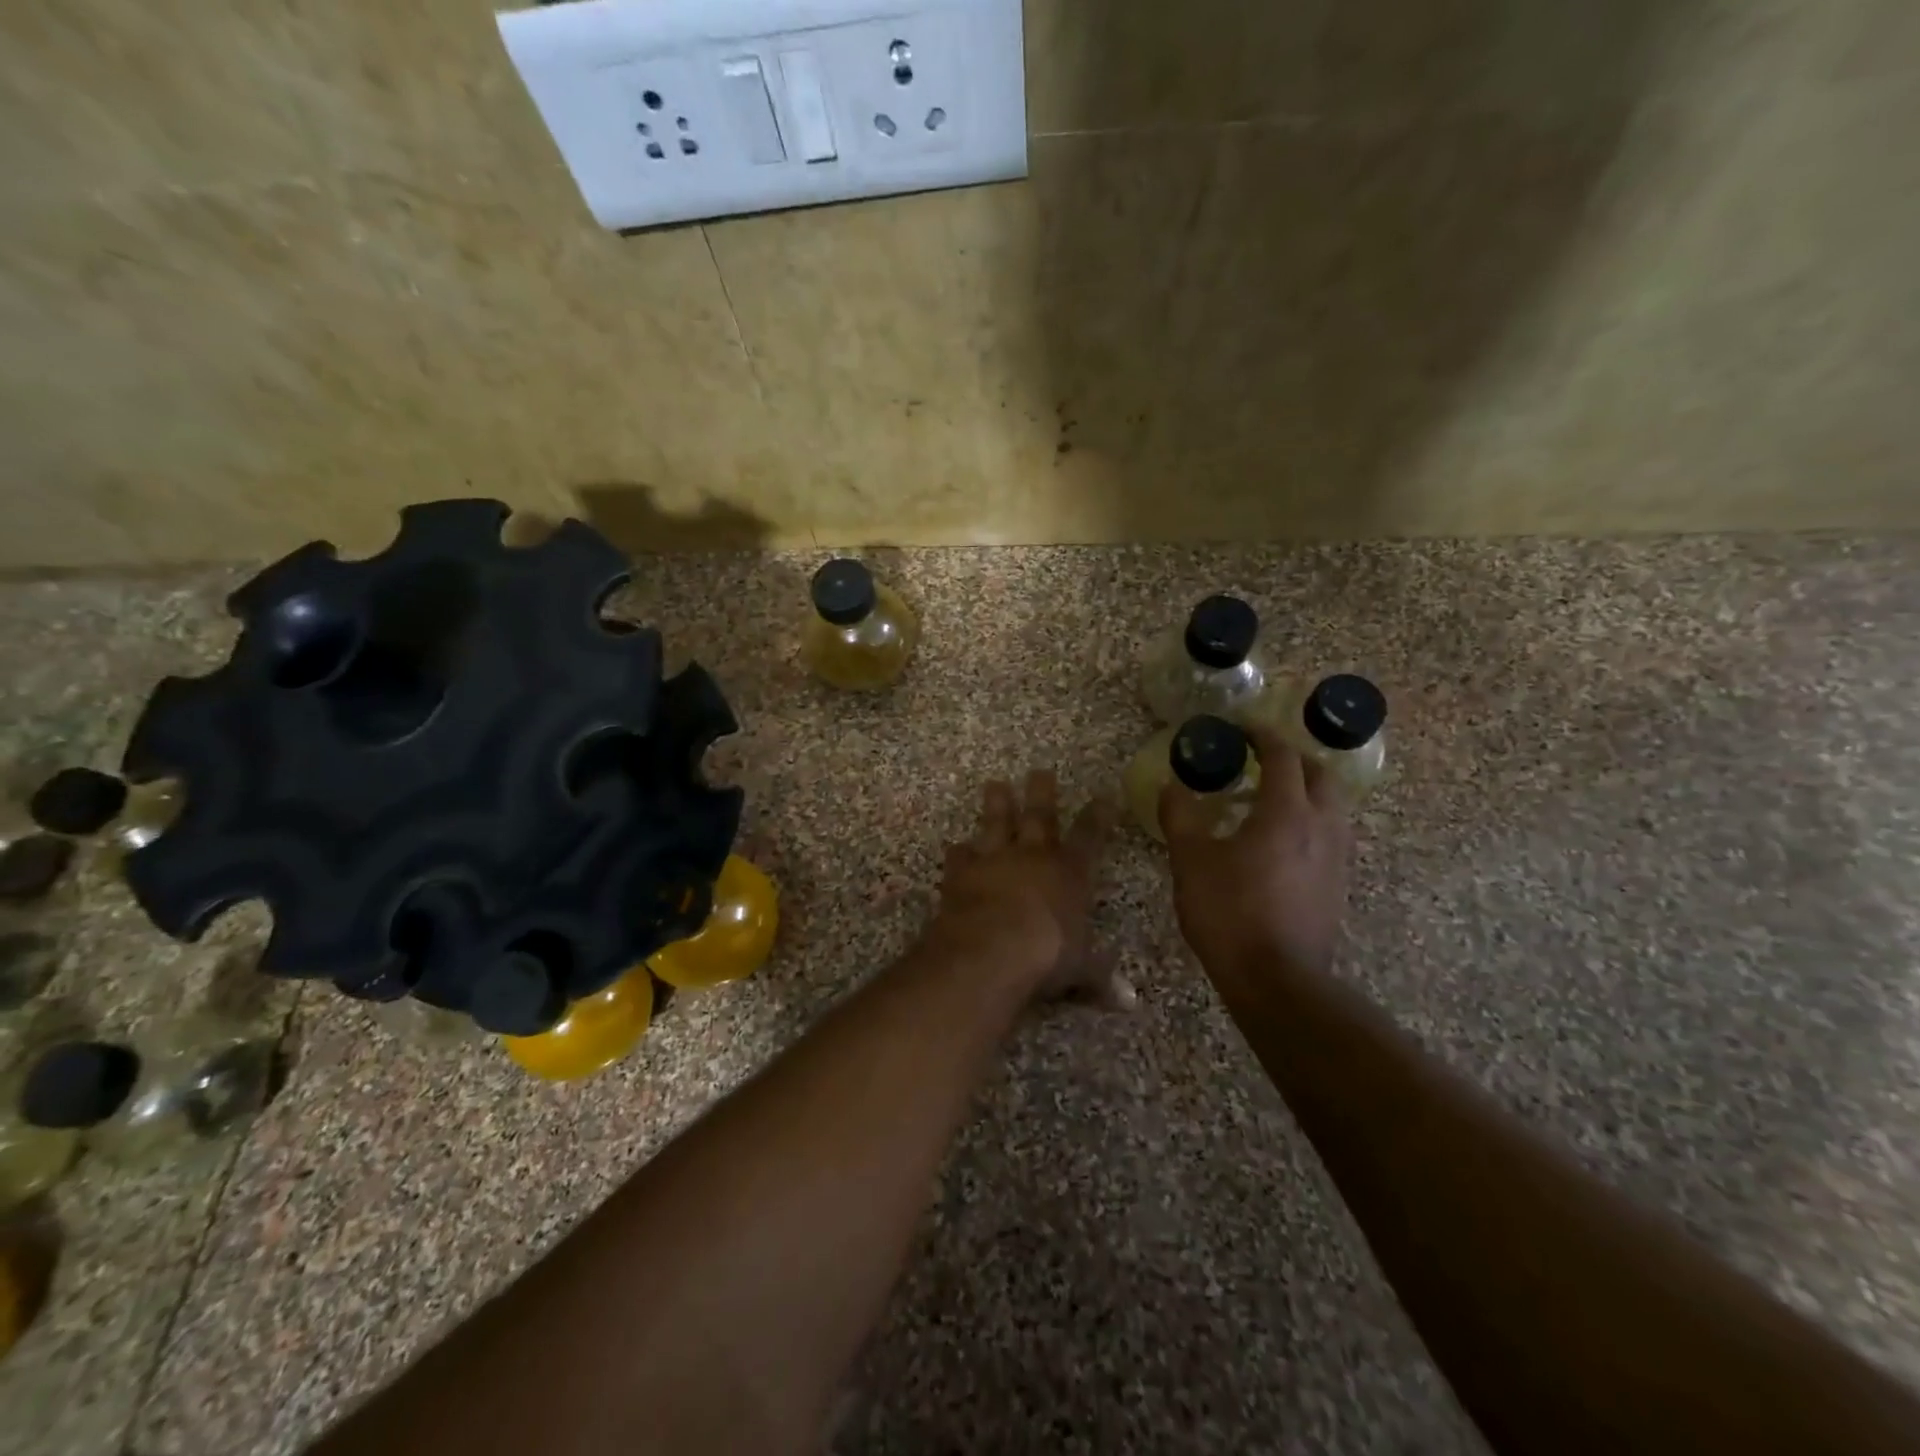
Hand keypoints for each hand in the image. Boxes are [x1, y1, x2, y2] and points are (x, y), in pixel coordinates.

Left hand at [930, 770, 1132, 1006]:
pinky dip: (958, 852)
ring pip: (997, 823)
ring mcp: (995, 860)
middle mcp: (1033, 857)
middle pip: (1039, 816)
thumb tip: (1130, 1002)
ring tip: (995, 784)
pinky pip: (960, 857)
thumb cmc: (1046, 955)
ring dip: (997, 804)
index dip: (1097, 817)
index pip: (1089, 837)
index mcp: (1069, 873)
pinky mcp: (962, 872)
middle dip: (1042, 793)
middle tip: (1040, 771)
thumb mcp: (1080, 969)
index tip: (1102, 796)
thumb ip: (1101, 977)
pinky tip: (955, 846)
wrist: (991, 948)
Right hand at [1160, 728, 1352, 981]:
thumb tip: (1172, 785)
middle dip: (1292, 759)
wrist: (1276, 979)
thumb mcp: (1190, 860)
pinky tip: (1281, 842)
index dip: (1261, 735)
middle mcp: (1321, 826)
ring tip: (1271, 799)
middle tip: (1261, 760)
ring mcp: (1336, 857)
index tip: (1240, 729)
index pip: (1282, 756)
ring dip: (1306, 790)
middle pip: (1320, 774)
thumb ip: (1180, 816)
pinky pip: (1330, 834)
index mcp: (1286, 812)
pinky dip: (1310, 820)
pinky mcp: (1338, 884)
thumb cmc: (1229, 912)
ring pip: (1331, 805)